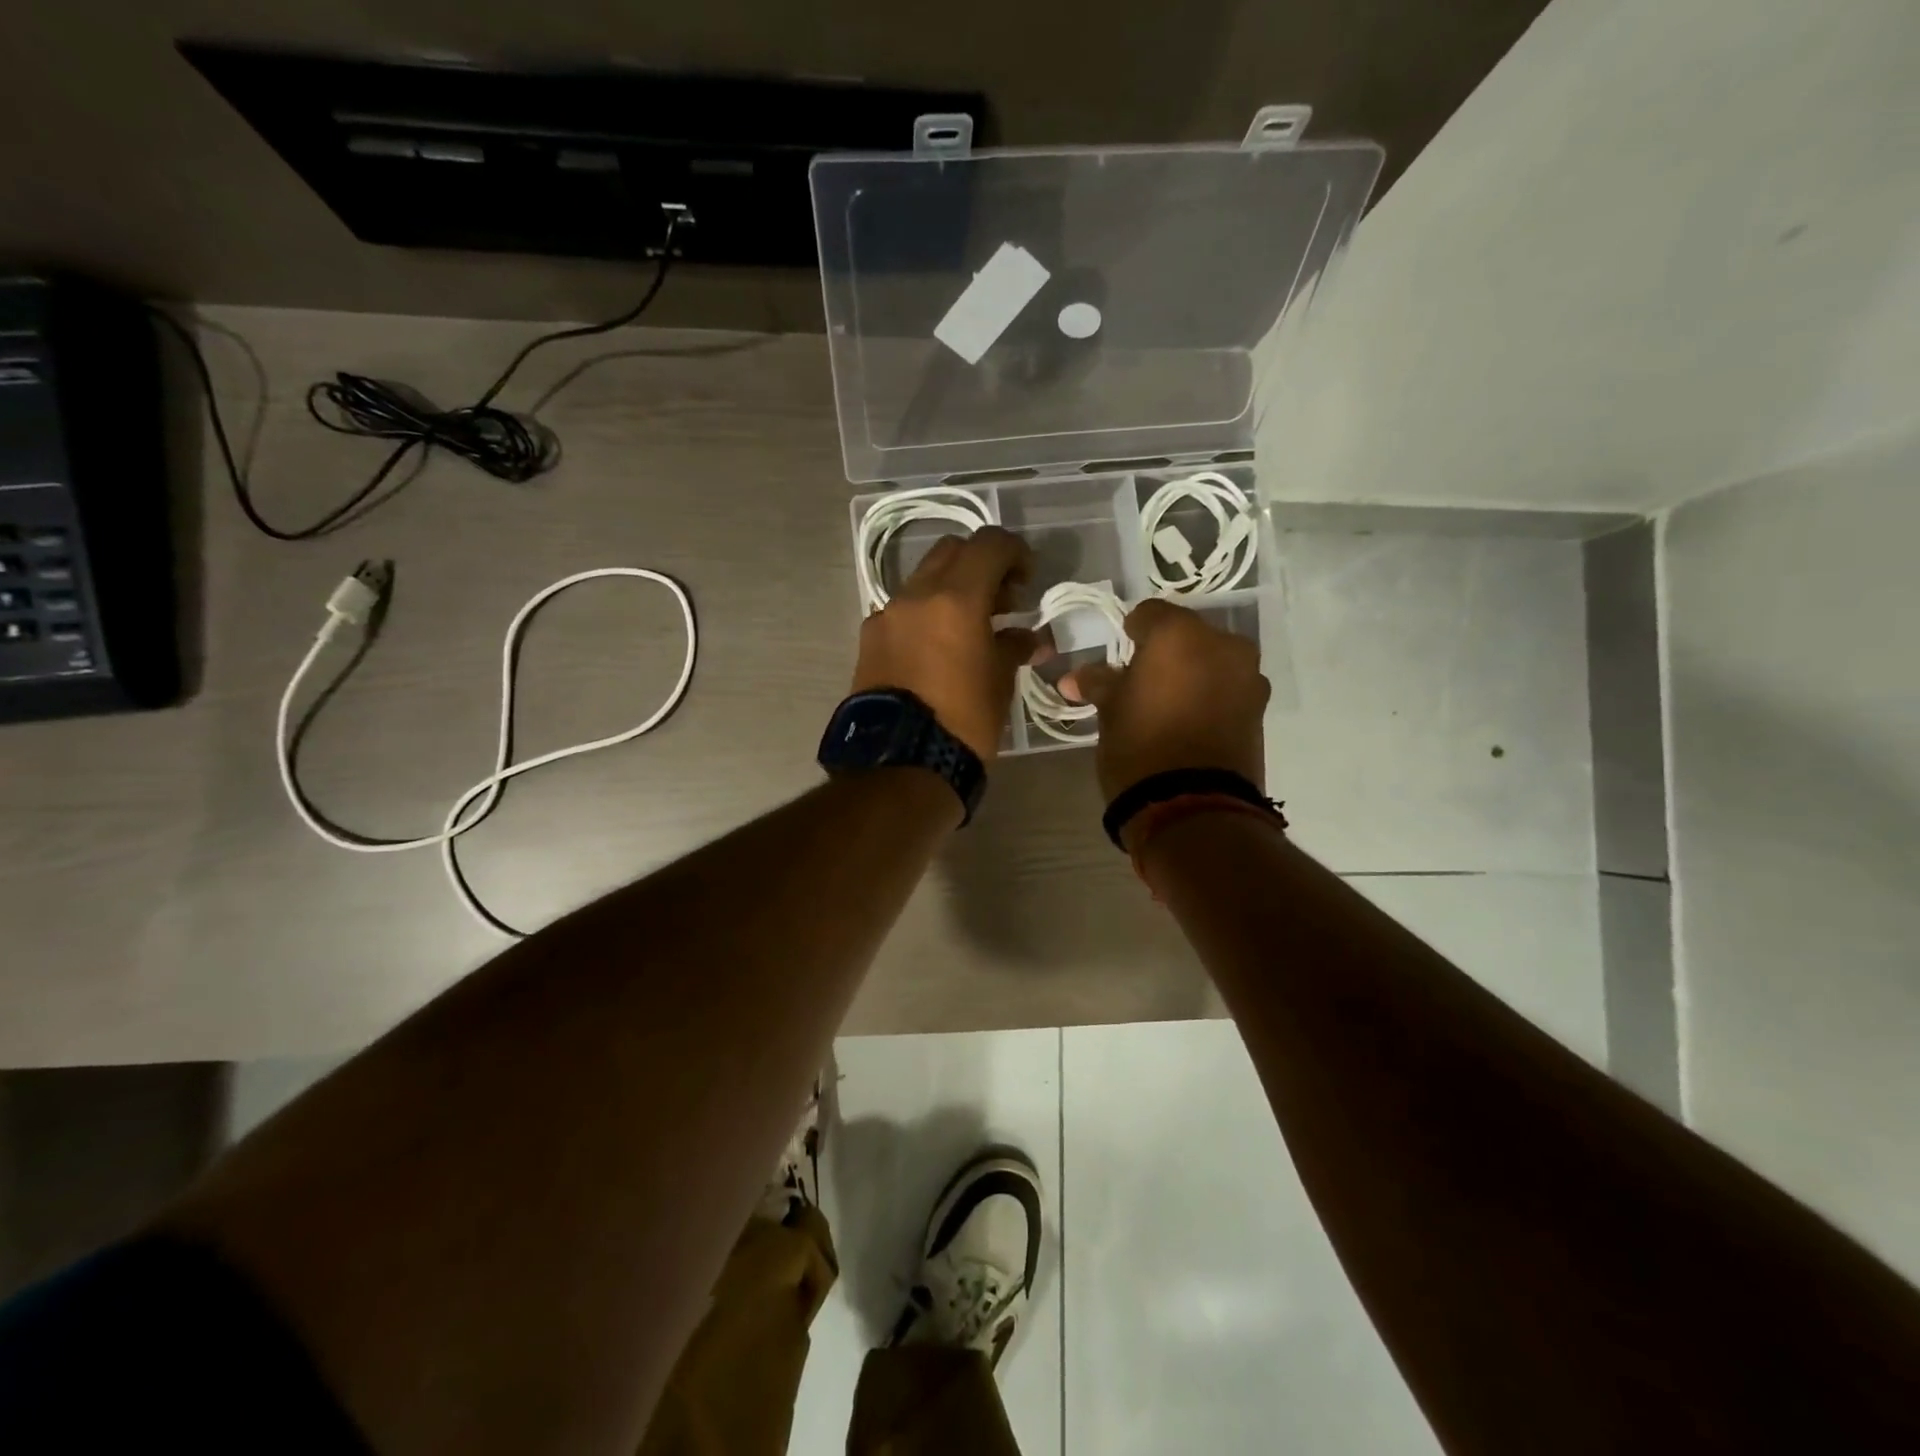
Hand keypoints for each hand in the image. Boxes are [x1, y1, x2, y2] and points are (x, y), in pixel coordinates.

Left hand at [851, 527, 1039, 762]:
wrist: (899, 763)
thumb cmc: (963, 721)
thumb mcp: (999, 682)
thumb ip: (1014, 647)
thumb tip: (1030, 638)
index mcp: (955, 598)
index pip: (989, 544)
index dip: (1015, 552)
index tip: (1027, 579)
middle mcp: (915, 595)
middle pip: (952, 552)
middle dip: (981, 566)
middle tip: (1001, 602)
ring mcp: (886, 615)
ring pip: (923, 579)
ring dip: (951, 590)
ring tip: (971, 628)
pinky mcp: (868, 640)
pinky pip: (903, 611)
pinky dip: (925, 615)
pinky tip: (937, 649)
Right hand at [1062, 599, 1269, 803]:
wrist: (1194, 809)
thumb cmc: (1140, 748)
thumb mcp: (1110, 713)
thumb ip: (1098, 684)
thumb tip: (1075, 677)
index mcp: (1179, 634)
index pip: (1148, 614)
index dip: (1129, 633)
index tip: (1117, 659)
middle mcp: (1222, 644)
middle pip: (1186, 635)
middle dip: (1164, 654)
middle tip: (1140, 683)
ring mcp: (1247, 676)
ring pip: (1211, 661)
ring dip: (1190, 674)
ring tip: (1167, 705)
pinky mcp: (1260, 709)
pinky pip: (1228, 688)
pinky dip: (1209, 696)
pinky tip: (1189, 722)